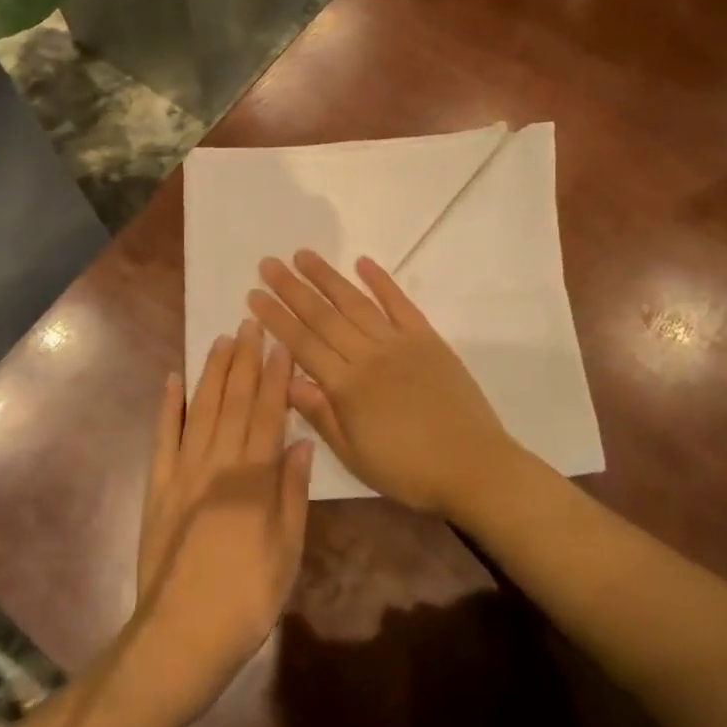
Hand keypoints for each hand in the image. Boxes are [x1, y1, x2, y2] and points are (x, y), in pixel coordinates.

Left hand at [133, 321, 312, 715]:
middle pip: (234, 402)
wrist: (180, 636)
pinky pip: (163, 438)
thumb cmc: (246, 599)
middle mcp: (217, 463)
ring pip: (201, 410)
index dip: (276, 376)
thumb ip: (293, 493)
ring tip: (223, 340)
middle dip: (245, 361)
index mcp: (252, 478)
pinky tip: (173, 380)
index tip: (281, 344)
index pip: (268, 414)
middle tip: (251, 323)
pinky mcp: (158, 487)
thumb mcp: (286, 552)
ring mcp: (183, 472)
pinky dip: (168, 407)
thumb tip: (302, 442)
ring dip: (213, 373)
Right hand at [248, 251, 512, 519]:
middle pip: (323, 316)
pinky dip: (381, 281)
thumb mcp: (355, 455)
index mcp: (347, 386)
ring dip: (327, 277)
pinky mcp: (427, 338)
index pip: (302, 344)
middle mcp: (368, 355)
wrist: (473, 466)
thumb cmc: (408, 470)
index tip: (254, 294)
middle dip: (292, 288)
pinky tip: (362, 262)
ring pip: (355, 302)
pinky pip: (400, 304)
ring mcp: (399, 343)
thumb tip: (287, 381)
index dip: (276, 318)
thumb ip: (321, 414)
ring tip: (303, 255)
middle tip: (268, 263)